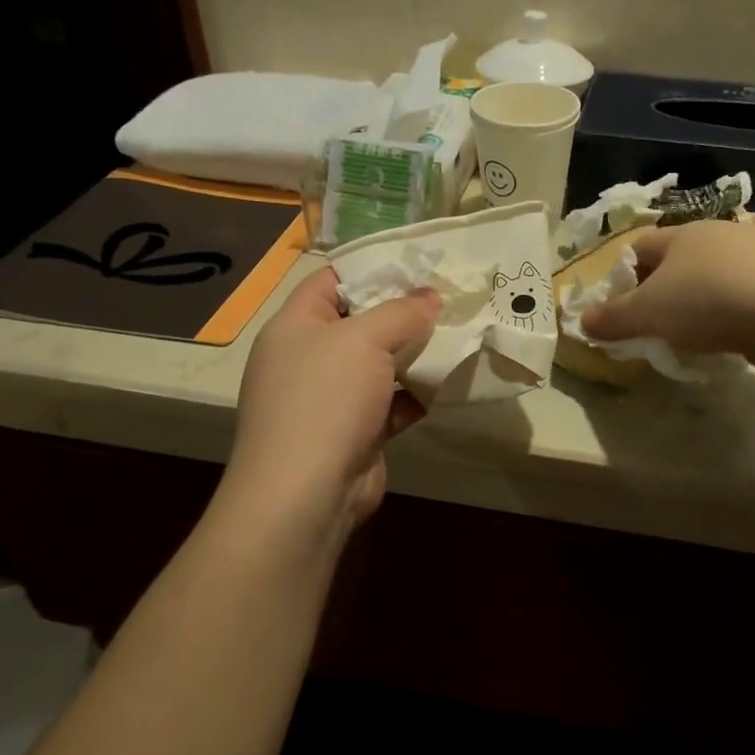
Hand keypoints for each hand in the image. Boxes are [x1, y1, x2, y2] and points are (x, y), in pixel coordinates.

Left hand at [225, 268, 438, 538]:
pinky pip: (391, 402)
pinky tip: (448, 383)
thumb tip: (430, 297)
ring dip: (416, 355)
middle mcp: (309, 358)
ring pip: (380, 364)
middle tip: (449, 297)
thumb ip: (401, 312)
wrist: (307, 492)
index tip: (417, 262)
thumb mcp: (364, 339)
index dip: (371, 267)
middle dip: (404, 312)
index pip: (331, 281)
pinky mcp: (356, 431)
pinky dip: (416, 394)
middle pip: (361, 322)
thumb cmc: (325, 399)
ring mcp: (331, 398)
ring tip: (459, 335)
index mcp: (295, 326)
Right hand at [578, 221, 754, 373]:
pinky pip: (746, 294)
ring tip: (696, 338)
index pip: (640, 246)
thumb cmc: (707, 303)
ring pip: (715, 278)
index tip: (623, 310)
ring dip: (700, 304)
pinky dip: (734, 313)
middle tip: (657, 327)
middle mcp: (719, 235)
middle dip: (663, 292)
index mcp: (682, 235)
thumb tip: (582, 322)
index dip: (625, 277)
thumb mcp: (647, 314)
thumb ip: (613, 319)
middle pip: (678, 261)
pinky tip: (735, 339)